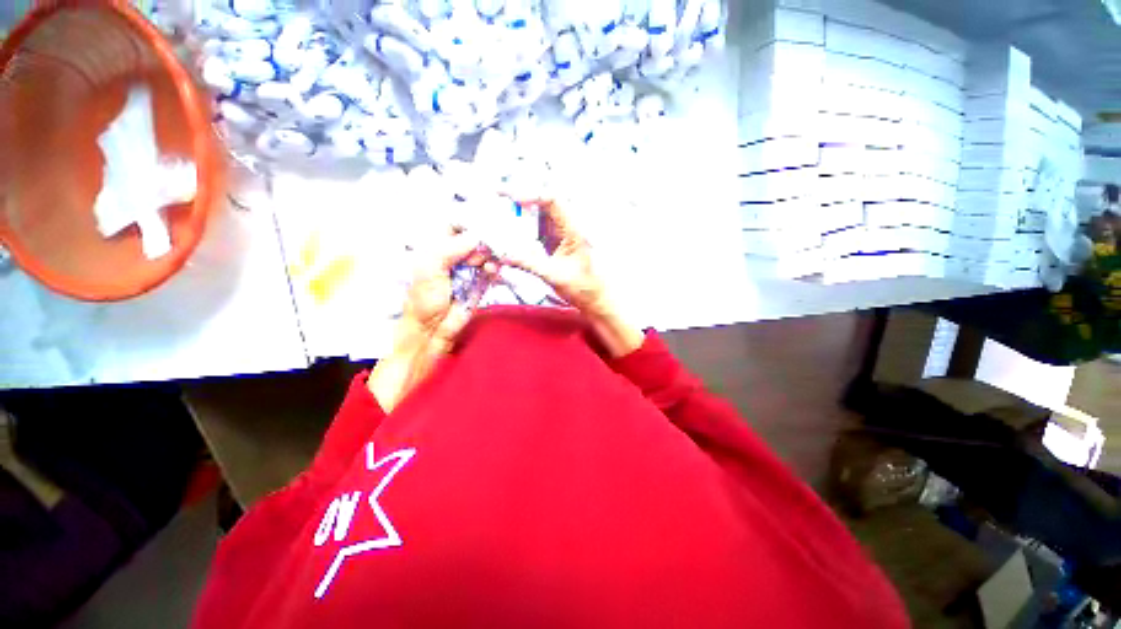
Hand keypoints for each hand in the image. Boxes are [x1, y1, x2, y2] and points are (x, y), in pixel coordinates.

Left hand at [368, 231, 491, 412]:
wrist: (432, 332)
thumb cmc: (423, 300)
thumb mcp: (429, 269)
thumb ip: (450, 249)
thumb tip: (476, 235)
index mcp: (435, 247)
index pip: (454, 225)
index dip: (469, 222)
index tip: (484, 223)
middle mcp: (453, 255)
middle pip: (474, 238)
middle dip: (484, 239)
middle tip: (487, 246)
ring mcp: (468, 270)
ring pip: (485, 253)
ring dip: (490, 255)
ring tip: (487, 263)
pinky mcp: (480, 284)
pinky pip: (491, 271)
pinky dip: (494, 269)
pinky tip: (491, 272)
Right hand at [504, 199, 645, 357]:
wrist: (593, 299)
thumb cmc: (582, 287)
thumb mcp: (555, 275)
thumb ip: (530, 264)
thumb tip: (504, 256)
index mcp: (573, 229)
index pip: (553, 200)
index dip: (532, 194)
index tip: (512, 198)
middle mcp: (565, 227)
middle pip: (541, 202)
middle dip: (520, 196)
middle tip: (497, 195)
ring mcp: (558, 234)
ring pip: (536, 214)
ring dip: (517, 212)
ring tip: (496, 210)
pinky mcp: (551, 243)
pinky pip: (534, 229)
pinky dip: (519, 227)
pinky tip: (505, 230)